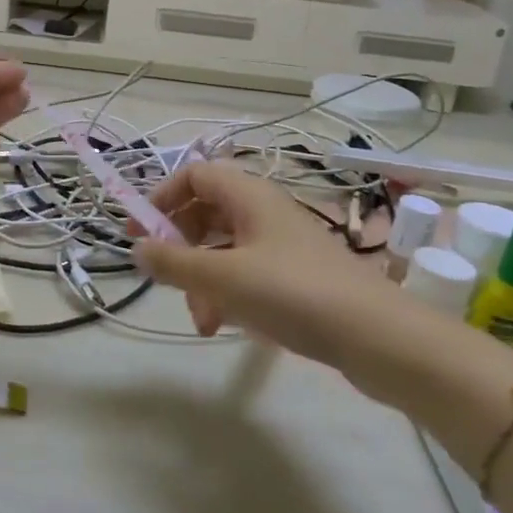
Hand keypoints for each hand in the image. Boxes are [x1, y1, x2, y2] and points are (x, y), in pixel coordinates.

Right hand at [134, 162, 384, 369]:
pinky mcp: (295, 277)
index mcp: (249, 196)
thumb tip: (136, 249)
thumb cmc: (294, 293)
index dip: (162, 197)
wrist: (377, 336)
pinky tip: (225, 326)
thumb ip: (173, 262)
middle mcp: (264, 212)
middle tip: (165, 276)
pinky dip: (228, 295)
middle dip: (180, 246)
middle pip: (206, 213)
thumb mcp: (223, 277)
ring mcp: (281, 245)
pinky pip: (246, 274)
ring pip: (224, 249)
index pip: (194, 175)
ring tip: (202, 320)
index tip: (140, 232)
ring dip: (202, 280)